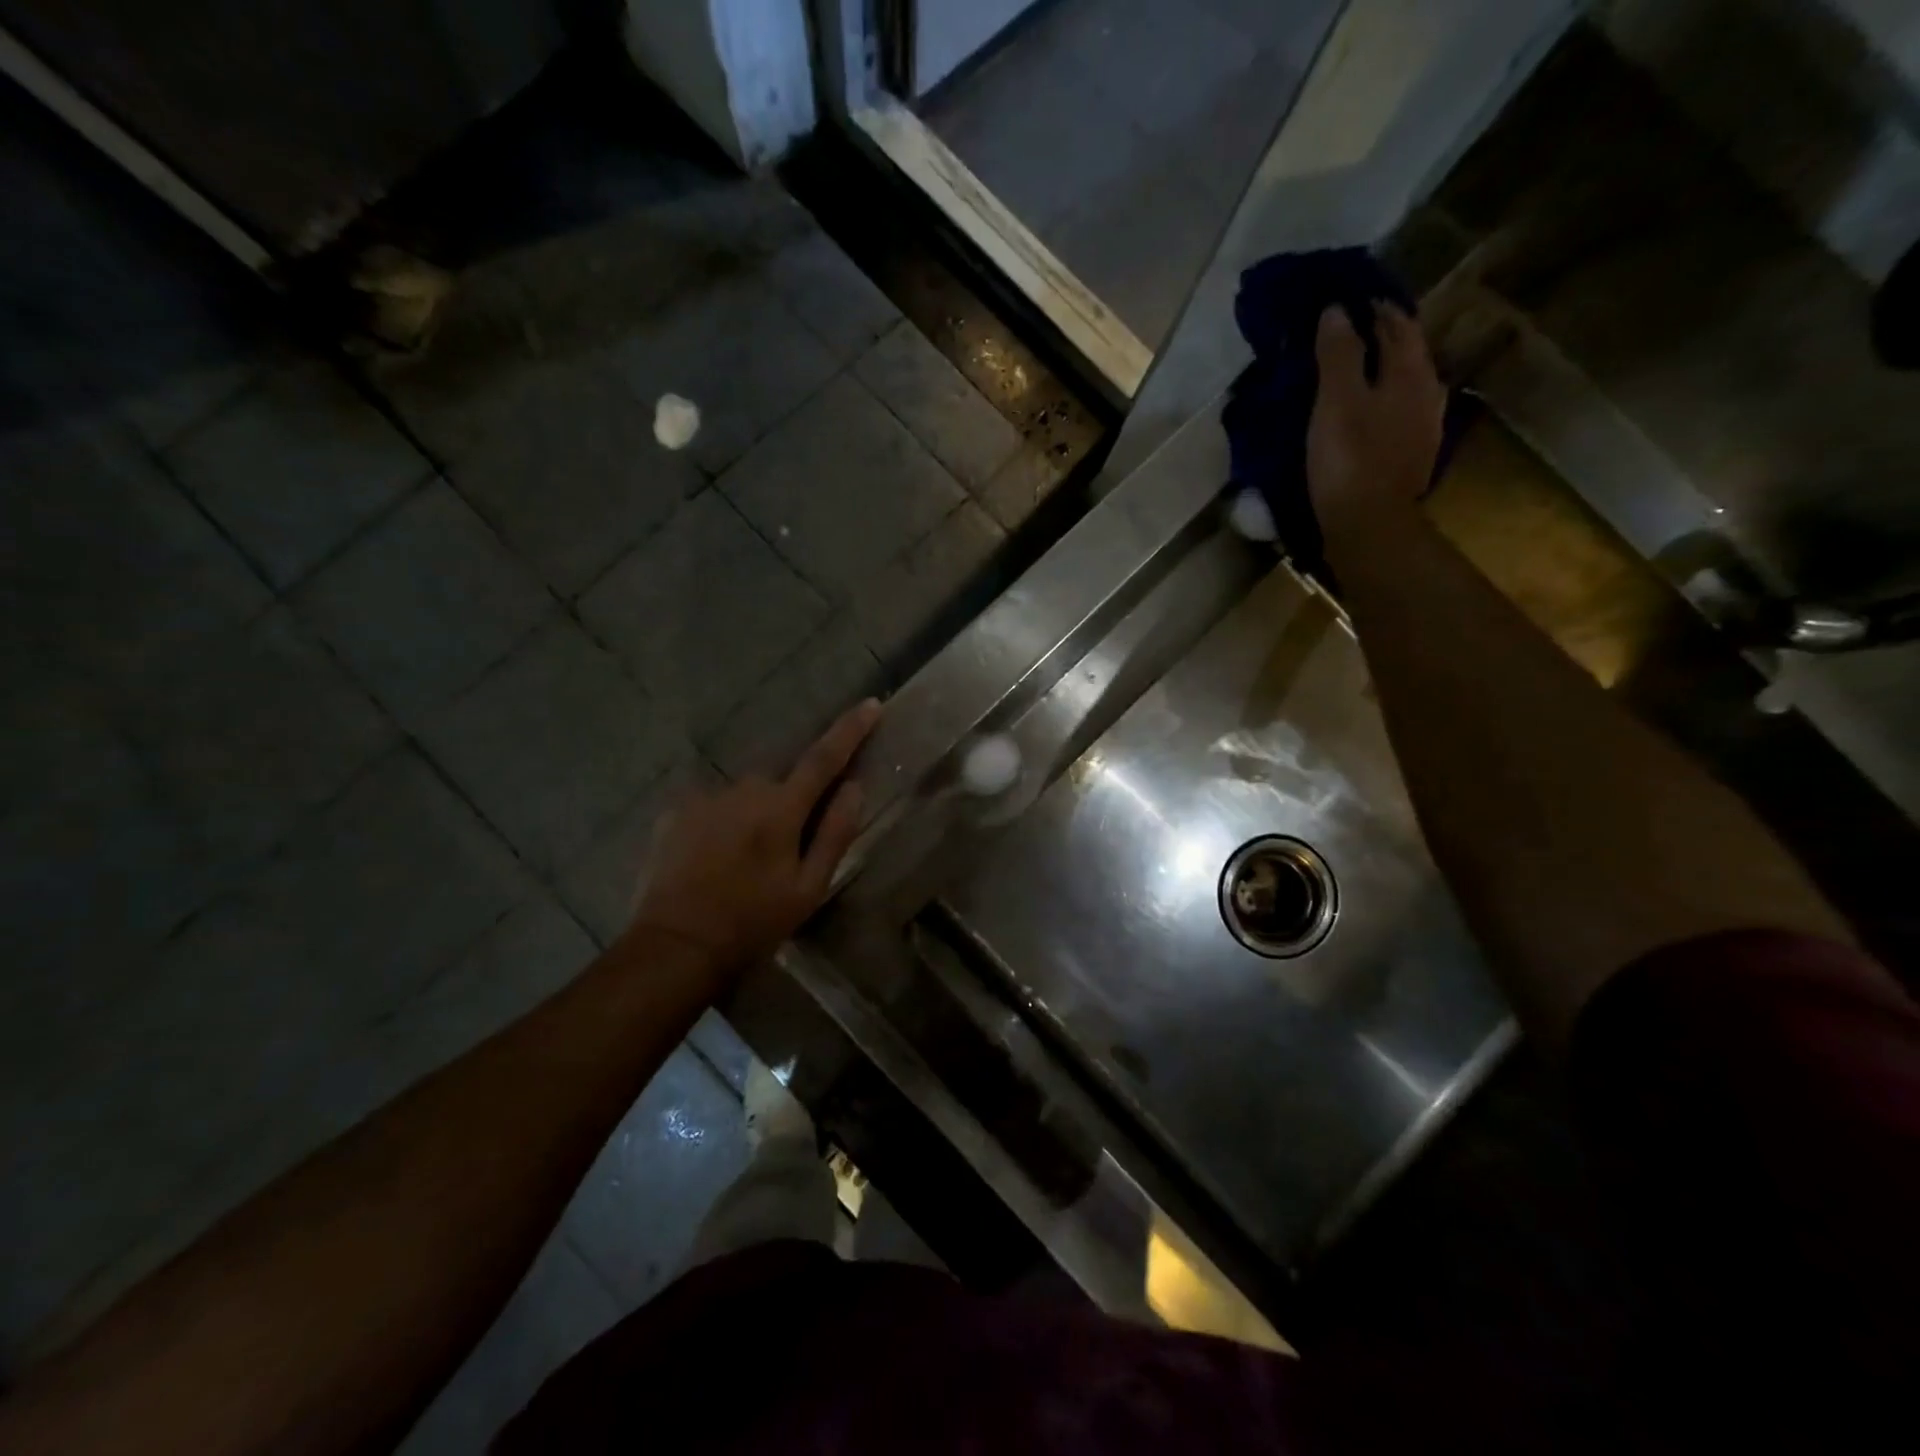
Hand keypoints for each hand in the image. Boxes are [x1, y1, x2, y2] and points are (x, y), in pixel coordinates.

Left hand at [629, 699, 881, 970]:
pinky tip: (715, 859)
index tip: (871, 705)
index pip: (824, 757)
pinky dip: (724, 823)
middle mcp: (744, 789)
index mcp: (781, 808)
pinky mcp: (676, 810)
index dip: (850, 730)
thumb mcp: (808, 888)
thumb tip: (856, 787)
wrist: (675, 946)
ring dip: (755, 815)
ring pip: (747, 794)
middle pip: (782, 781)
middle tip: (785, 850)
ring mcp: (706, 796)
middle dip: (791, 803)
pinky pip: (716, 805)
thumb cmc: (752, 922)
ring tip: (744, 863)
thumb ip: (835, 832)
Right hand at [1306, 304, 1446, 541]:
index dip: (1376, 308)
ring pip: (1405, 385)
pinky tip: (1368, 413)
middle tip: (1351, 330)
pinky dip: (1381, 403)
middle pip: (1407, 353)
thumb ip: (1338, 354)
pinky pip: (1397, 415)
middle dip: (1382, 337)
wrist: (1370, 526)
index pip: (1398, 324)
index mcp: (1411, 373)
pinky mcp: (1410, 458)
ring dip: (1383, 372)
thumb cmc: (1350, 459)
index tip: (1352, 299)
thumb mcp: (1336, 401)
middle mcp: (1427, 393)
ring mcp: (1423, 428)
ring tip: (1357, 371)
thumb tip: (1337, 310)